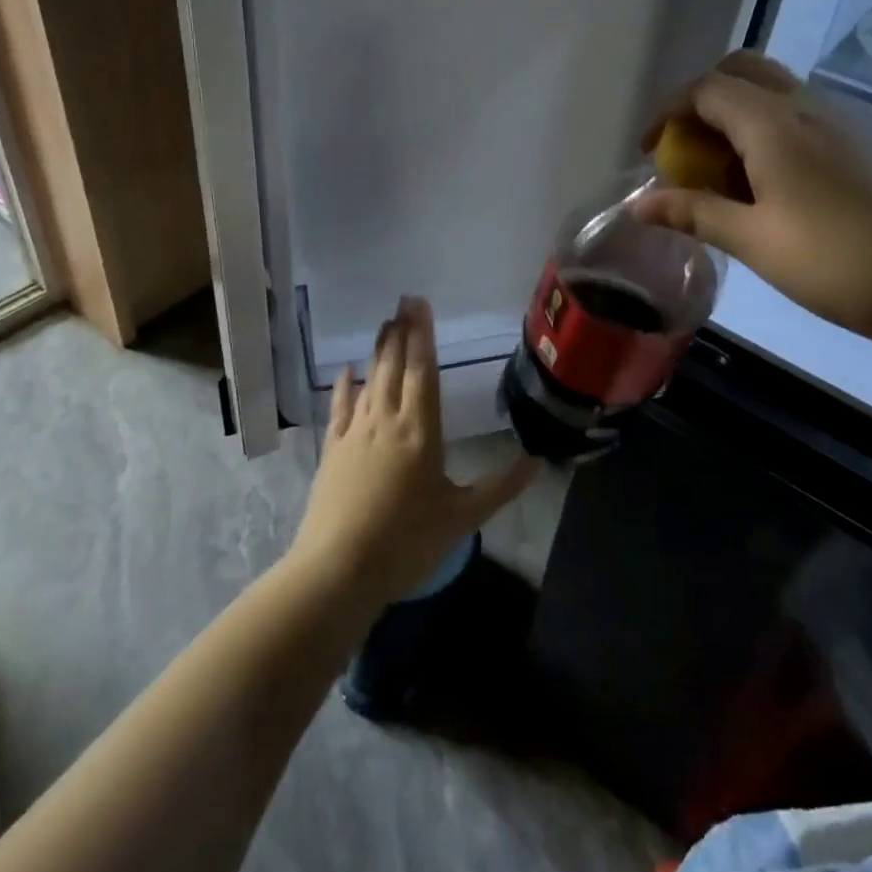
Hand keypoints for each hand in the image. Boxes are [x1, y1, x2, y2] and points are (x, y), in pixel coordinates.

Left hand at [287, 296, 539, 613]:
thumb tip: (538, 461)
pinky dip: (344, 386)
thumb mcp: (462, 518)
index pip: (423, 371)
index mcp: (421, 431)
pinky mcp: (333, 451)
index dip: (422, 335)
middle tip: (404, 301)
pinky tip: (346, 371)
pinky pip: (340, 408)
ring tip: (384, 324)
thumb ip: (500, 487)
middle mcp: (387, 421)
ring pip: (369, 381)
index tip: (420, 305)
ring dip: (378, 351)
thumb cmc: (406, 542)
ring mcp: (356, 434)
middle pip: (395, 367)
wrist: (338, 569)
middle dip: (401, 332)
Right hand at [634, 52, 871, 356]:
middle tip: (686, 149)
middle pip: (741, 71)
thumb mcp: (756, 242)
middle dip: (702, 101)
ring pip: (773, 90)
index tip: (650, 153)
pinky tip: (767, 185)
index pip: (706, 90)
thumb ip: (694, 214)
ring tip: (721, 173)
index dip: (668, 113)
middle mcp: (807, 107)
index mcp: (775, 125)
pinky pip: (799, 114)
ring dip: (735, 115)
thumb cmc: (840, 264)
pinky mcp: (861, 143)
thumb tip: (638, 205)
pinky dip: (766, 129)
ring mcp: (841, 122)